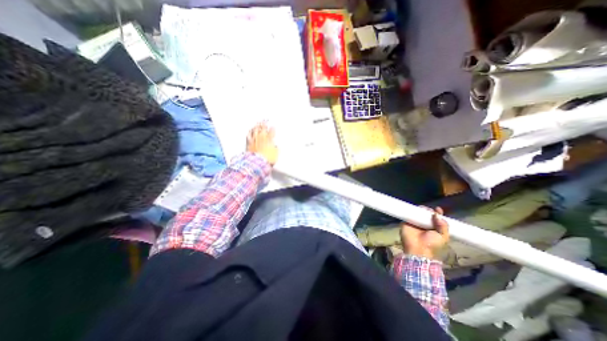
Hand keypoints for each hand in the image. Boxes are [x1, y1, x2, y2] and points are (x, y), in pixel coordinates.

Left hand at [245, 122, 278, 166]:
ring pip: (255, 130)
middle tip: (265, 120)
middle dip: (264, 124)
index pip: (272, 132)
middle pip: (263, 128)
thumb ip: (276, 148)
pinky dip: (250, 132)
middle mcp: (262, 137)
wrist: (258, 162)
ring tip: (258, 123)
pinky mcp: (249, 143)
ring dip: (257, 126)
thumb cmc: (267, 158)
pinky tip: (250, 130)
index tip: (272, 127)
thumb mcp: (275, 154)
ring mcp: (255, 139)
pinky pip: (249, 135)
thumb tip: (276, 146)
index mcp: (269, 139)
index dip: (272, 129)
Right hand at [402, 207, 446, 258]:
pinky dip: (410, 210)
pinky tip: (414, 209)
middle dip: (428, 210)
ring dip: (420, 209)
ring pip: (417, 212)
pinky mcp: (406, 221)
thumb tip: (437, 214)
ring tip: (422, 209)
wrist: (418, 249)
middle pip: (426, 213)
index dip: (437, 213)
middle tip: (429, 210)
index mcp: (434, 227)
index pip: (436, 218)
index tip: (438, 209)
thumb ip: (443, 225)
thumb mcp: (443, 236)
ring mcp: (415, 222)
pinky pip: (408, 214)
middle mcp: (424, 224)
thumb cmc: (432, 244)